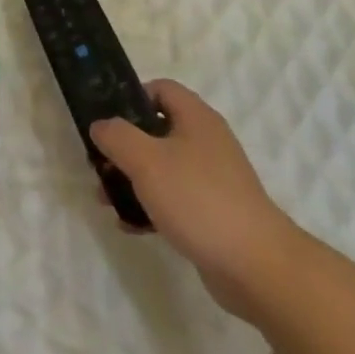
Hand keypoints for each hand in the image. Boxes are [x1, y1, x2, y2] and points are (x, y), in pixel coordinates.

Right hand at [90, 80, 300, 319]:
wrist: (255, 265)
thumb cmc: (197, 199)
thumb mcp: (147, 161)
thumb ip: (117, 136)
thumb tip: (100, 125)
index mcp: (196, 117)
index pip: (160, 88)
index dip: (130, 98)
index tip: (106, 121)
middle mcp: (206, 140)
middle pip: (157, 130)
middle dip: (125, 146)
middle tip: (100, 165)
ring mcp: (213, 178)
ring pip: (163, 167)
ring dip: (133, 180)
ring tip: (106, 200)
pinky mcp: (214, 211)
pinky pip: (175, 199)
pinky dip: (151, 207)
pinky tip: (131, 226)